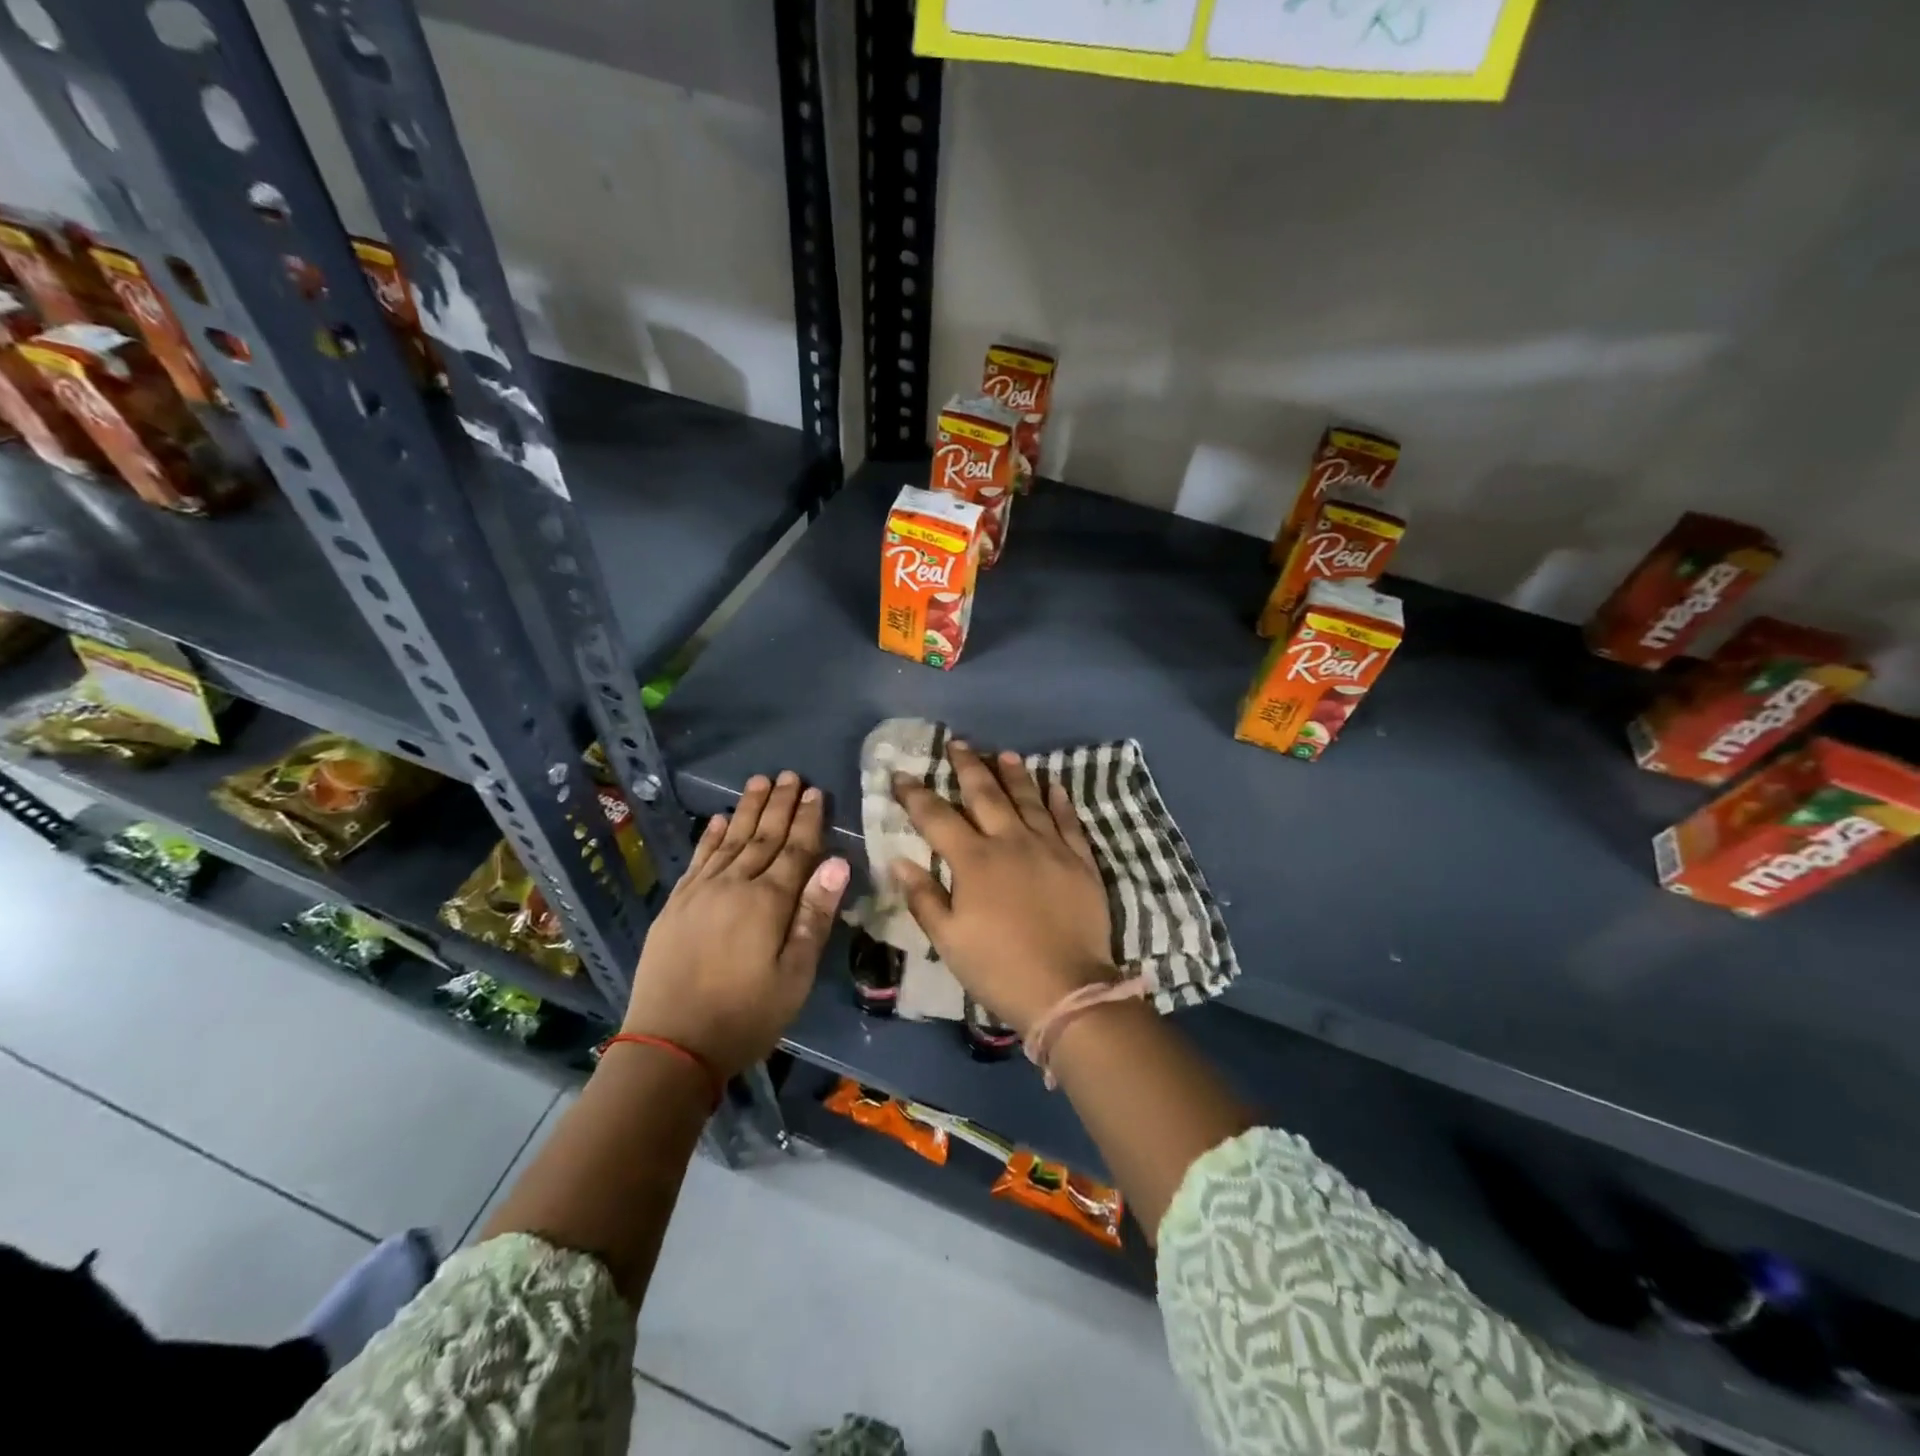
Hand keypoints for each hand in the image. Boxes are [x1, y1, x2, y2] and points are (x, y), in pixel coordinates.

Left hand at [625, 771, 848, 1077]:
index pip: (795, 850)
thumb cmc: (745, 1016)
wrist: (670, 1046)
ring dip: (746, 809)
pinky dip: (710, 836)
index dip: (808, 820)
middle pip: (762, 836)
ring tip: (759, 781)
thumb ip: (815, 916)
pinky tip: (718, 820)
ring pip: (730, 840)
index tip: (816, 791)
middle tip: (791, 774)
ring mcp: (700, 893)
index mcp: (768, 902)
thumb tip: (838, 863)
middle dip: (779, 804)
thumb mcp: (795, 975)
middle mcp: (733, 885)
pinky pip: (698, 859)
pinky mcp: (676, 905)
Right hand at [891, 742, 1114, 1036]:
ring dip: (1013, 774)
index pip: (937, 817)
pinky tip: (1054, 785)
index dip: (916, 794)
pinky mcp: (1080, 860)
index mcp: (974, 861)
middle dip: (967, 766)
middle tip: (957, 744)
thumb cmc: (999, 968)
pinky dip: (1060, 800)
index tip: (901, 775)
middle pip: (985, 794)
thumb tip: (899, 861)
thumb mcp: (948, 940)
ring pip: (1029, 799)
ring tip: (1003, 754)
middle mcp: (1011, 842)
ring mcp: (1050, 847)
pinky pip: (1069, 820)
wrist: (1068, 989)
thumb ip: (924, 897)